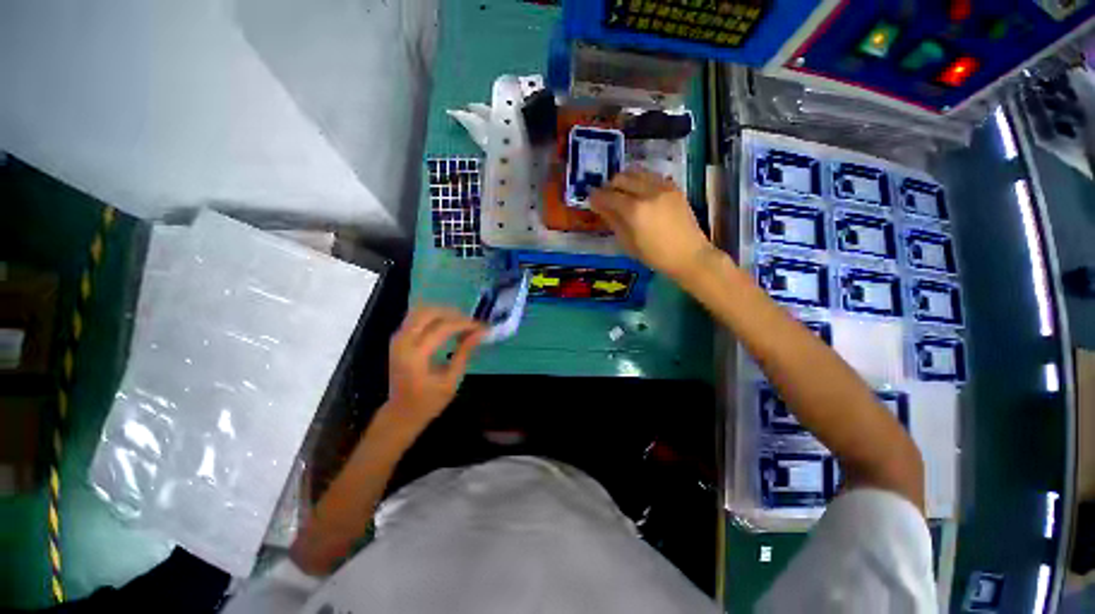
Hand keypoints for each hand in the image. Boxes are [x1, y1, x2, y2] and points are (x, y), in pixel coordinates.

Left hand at [386, 306, 485, 431]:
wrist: (400, 413)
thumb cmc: (428, 402)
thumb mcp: (451, 380)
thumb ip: (464, 353)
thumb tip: (481, 333)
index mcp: (415, 356)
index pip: (443, 328)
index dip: (465, 324)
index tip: (482, 326)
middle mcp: (403, 342)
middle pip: (429, 312)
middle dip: (453, 314)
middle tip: (471, 323)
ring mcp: (398, 338)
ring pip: (421, 310)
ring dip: (443, 313)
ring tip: (460, 323)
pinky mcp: (398, 338)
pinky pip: (416, 317)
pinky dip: (434, 317)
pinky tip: (447, 326)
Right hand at [591, 170, 713, 280]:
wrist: (689, 255)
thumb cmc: (655, 256)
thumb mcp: (628, 243)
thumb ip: (613, 221)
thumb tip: (599, 206)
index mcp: (635, 210)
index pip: (609, 196)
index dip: (596, 196)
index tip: (590, 198)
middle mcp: (648, 192)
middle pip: (621, 178)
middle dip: (610, 185)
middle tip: (606, 197)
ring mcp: (663, 187)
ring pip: (637, 172)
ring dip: (625, 179)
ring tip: (622, 193)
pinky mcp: (674, 187)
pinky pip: (651, 176)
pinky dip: (641, 180)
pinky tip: (640, 193)